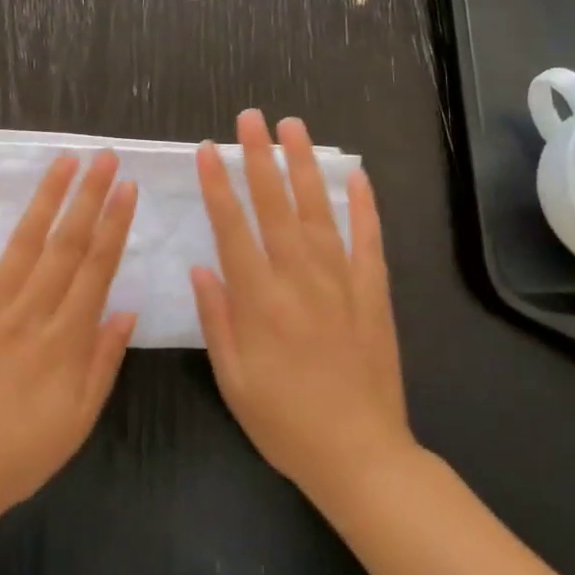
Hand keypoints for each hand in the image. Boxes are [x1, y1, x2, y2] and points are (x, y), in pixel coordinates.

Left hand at [0, 152, 138, 526]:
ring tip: (63, 163)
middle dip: (88, 197)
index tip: (127, 188)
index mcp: (65, 340)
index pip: (96, 269)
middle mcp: (30, 314)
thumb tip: (127, 310)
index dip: (114, 225)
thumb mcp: (79, 419)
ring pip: (22, 244)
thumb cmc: (22, 452)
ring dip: (45, 199)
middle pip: (65, 245)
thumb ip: (103, 361)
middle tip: (104, 157)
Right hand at [192, 110, 413, 507]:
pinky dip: (362, 206)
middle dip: (260, 157)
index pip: (233, 228)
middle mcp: (299, 280)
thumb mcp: (233, 379)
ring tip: (294, 127)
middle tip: (250, 118)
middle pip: (275, 206)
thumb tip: (201, 267)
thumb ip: (217, 318)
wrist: (361, 456)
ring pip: (318, 211)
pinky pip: (368, 241)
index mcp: (260, 301)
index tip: (208, 149)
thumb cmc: (284, 422)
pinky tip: (355, 175)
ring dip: (304, 166)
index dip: (218, 185)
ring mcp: (341, 283)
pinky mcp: (373, 294)